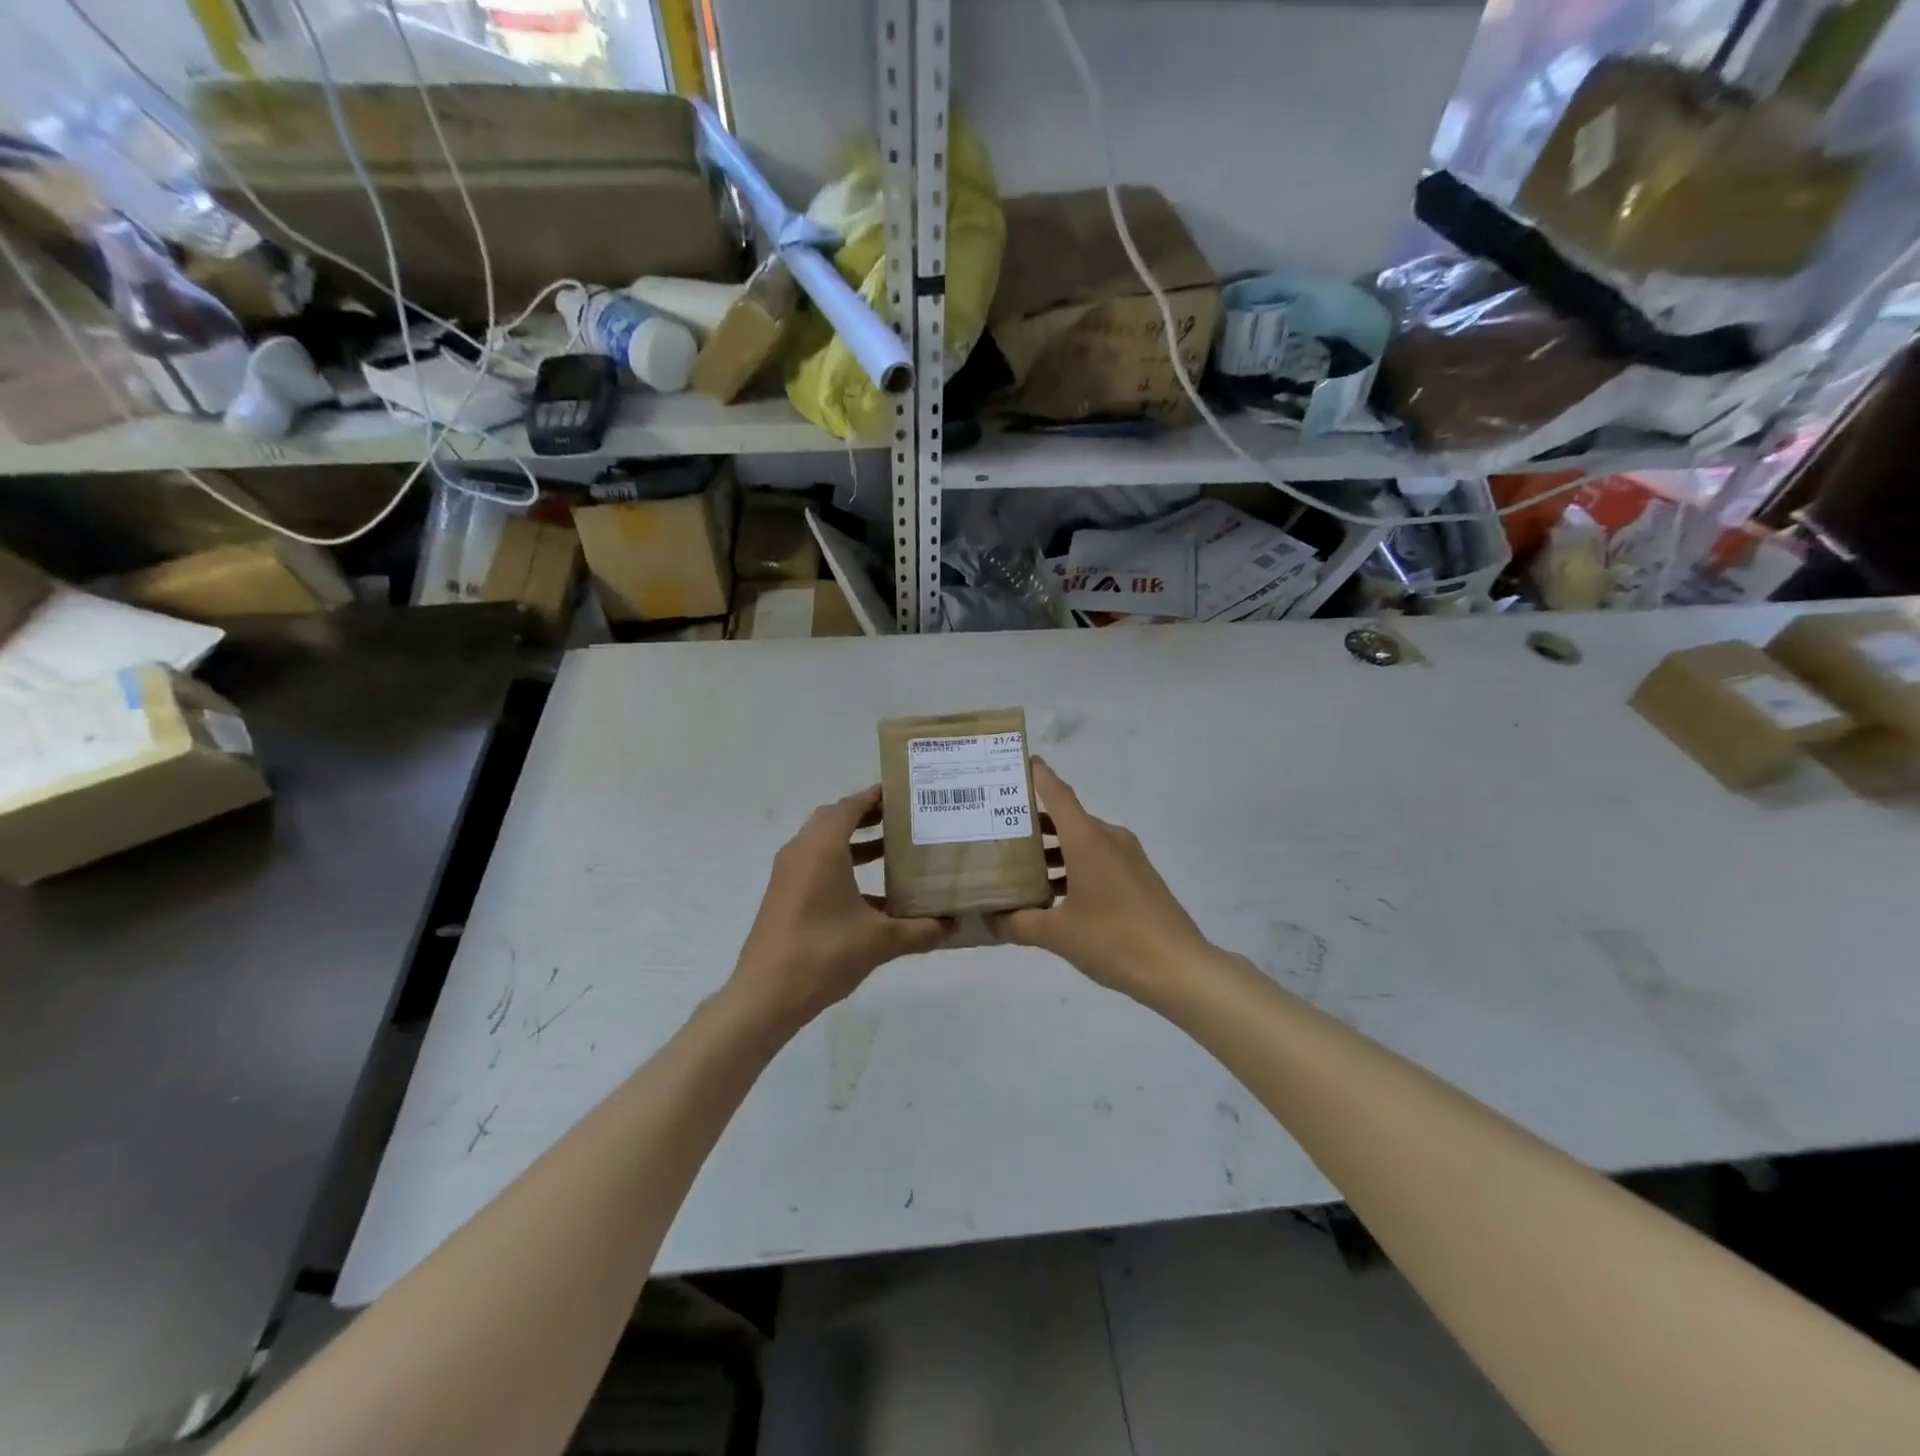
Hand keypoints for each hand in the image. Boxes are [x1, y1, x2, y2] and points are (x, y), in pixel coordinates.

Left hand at [728, 786, 950, 1032]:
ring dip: (855, 842)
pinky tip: (873, 894)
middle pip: (835, 819)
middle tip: (902, 820)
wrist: (766, 995)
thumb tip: (952, 926)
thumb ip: (919, 930)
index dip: (876, 796)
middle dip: (868, 816)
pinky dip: (842, 866)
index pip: (850, 806)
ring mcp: (789, 874)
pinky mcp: (785, 895)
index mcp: (822, 848)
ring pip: (824, 843)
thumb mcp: (879, 941)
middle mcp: (801, 851)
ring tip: (892, 850)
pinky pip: (816, 866)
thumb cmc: (823, 953)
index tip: (905, 795)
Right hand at [988, 760, 1213, 1005]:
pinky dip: (1074, 865)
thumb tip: (989, 918)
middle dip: (1033, 822)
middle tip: (998, 830)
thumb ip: (1018, 923)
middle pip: (1066, 818)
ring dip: (1053, 849)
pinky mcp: (1138, 876)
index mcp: (1087, 839)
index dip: (1036, 776)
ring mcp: (1128, 856)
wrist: (1179, 967)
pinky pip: (1098, 858)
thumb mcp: (1058, 935)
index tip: (1014, 765)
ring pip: (1082, 840)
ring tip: (1020, 867)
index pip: (1057, 793)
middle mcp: (1108, 837)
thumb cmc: (1114, 940)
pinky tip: (1055, 894)